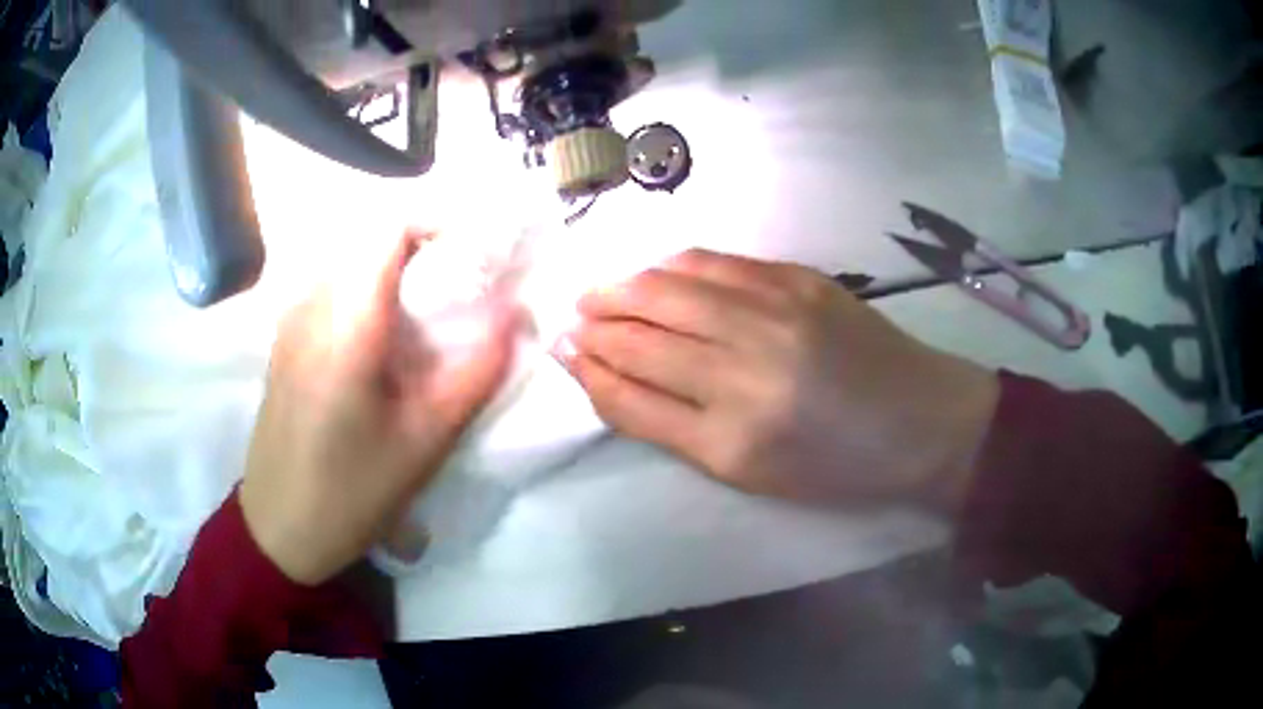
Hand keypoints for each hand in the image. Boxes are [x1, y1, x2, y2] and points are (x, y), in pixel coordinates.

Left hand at [240, 233, 517, 584]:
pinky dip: (363, 290)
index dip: (437, 224)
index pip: (389, 229)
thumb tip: (518, 316)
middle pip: (368, 239)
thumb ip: (477, 370)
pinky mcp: (283, 341)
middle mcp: (311, 306)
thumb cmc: (353, 490)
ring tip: (423, 312)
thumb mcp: (426, 439)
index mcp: (346, 324)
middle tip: (457, 287)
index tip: (473, 254)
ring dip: (390, 269)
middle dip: (420, 248)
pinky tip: (379, 340)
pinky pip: (328, 289)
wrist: (279, 527)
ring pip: (347, 262)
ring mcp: (290, 322)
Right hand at [561, 249, 998, 510]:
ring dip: (624, 287)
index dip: (589, 372)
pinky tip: (654, 271)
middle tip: (573, 318)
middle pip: (643, 337)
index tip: (564, 353)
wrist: (921, 421)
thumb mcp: (749, 473)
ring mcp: (776, 314)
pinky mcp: (800, 280)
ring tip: (599, 291)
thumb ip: (674, 427)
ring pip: (671, 289)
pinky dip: (673, 265)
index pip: (632, 397)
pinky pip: (717, 263)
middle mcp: (747, 372)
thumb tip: (611, 378)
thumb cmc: (835, 466)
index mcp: (732, 441)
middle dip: (596, 325)